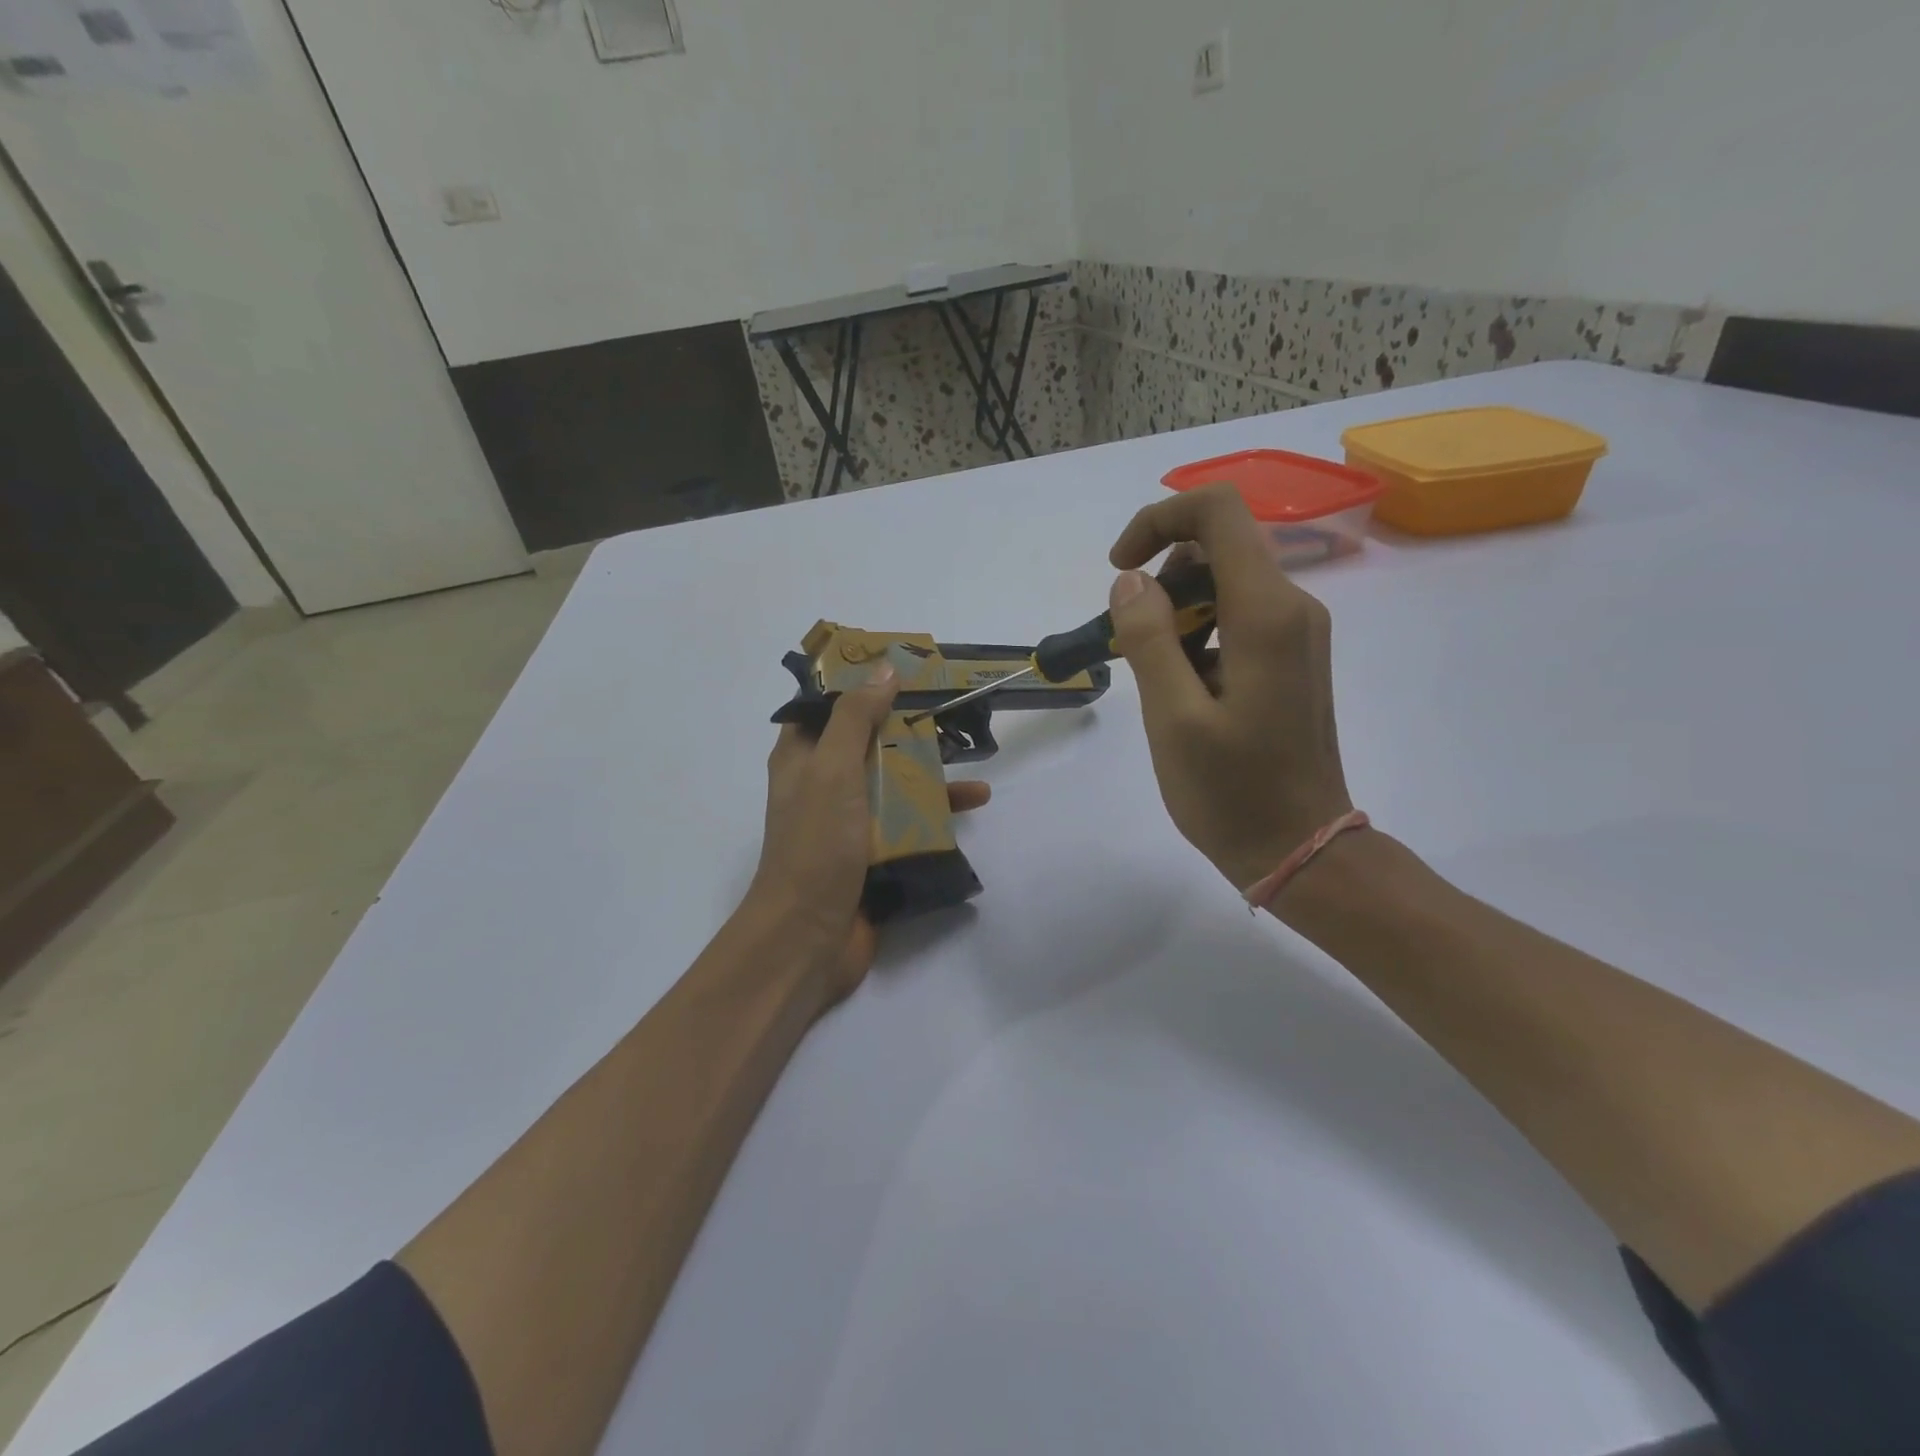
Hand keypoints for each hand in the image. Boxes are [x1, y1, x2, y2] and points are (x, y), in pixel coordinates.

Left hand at [748, 663, 990, 1006]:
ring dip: (930, 766)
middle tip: (952, 703)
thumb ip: (855, 718)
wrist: (809, 937)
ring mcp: (851, 820)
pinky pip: (909, 819)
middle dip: (907, 723)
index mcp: (803, 757)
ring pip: (894, 779)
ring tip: (973, 754)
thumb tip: (884, 668)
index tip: (903, 667)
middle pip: (870, 740)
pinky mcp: (875, 852)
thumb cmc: (816, 844)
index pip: (829, 705)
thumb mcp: (832, 769)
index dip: (862, 682)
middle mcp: (825, 783)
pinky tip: (974, 802)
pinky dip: (938, 809)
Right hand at [1107, 482, 1352, 890]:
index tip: (1119, 570)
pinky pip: (1237, 617)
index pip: (1217, 511)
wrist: (1301, 849)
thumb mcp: (1173, 718)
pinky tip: (1178, 688)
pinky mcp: (1290, 658)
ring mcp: (1296, 633)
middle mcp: (1292, 608)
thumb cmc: (1233, 792)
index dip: (1159, 520)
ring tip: (1151, 674)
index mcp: (1266, 613)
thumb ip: (1149, 638)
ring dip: (1175, 610)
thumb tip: (1131, 580)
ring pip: (1225, 582)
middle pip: (1219, 544)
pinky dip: (1197, 633)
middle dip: (1160, 576)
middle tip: (1128, 640)